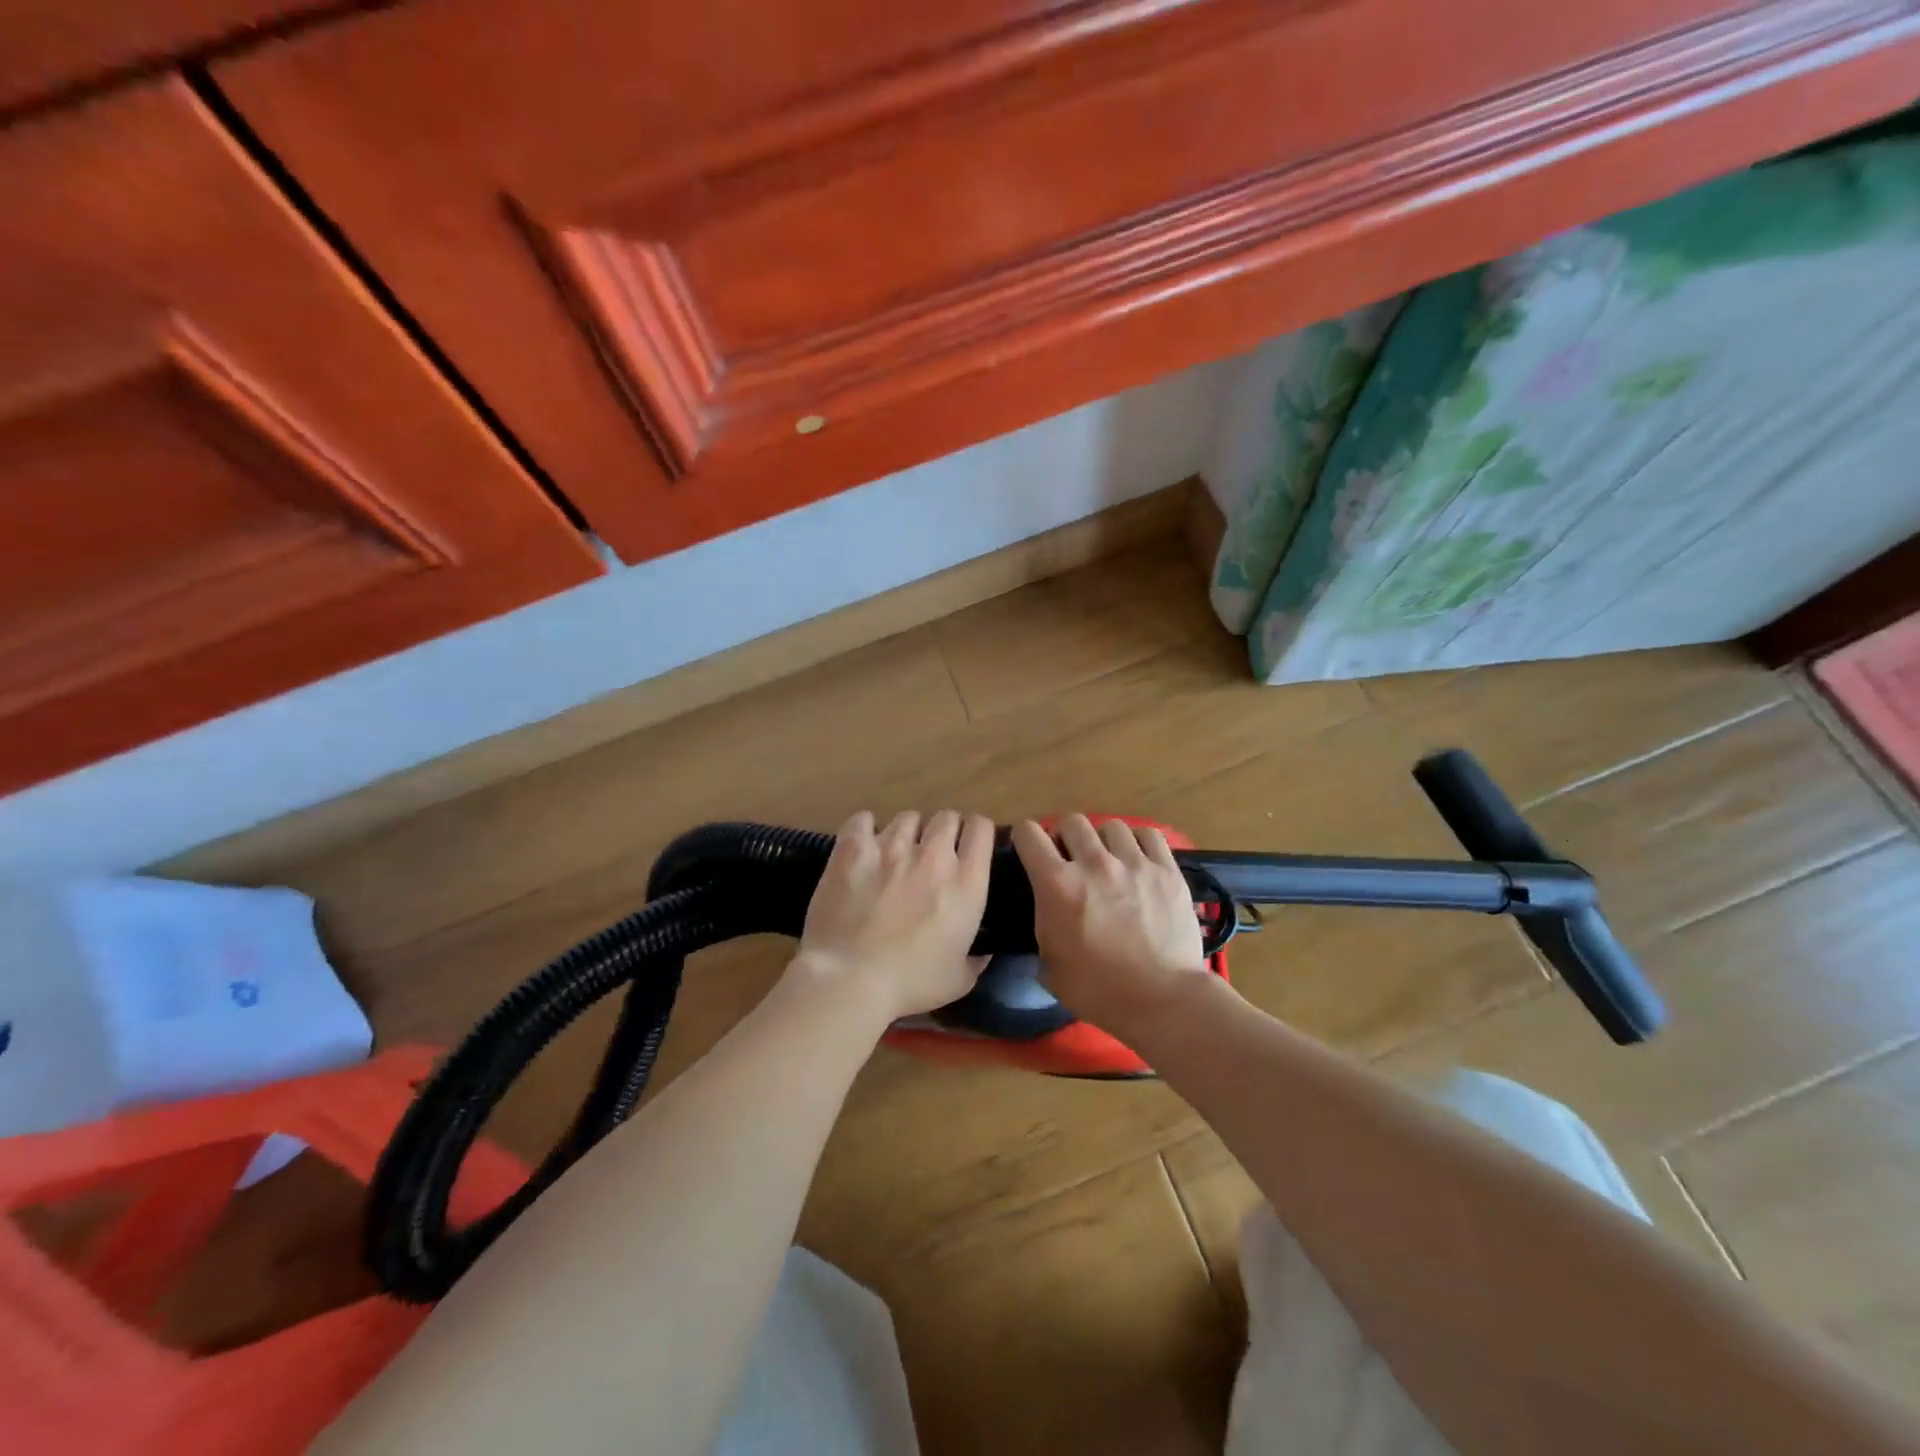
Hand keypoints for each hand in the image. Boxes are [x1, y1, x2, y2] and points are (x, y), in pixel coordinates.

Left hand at [792, 809, 994, 1024]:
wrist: (850, 978)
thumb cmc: (910, 983)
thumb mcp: (958, 981)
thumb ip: (976, 961)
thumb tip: (984, 952)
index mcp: (967, 883)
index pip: (982, 829)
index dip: (978, 832)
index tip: (970, 845)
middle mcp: (934, 855)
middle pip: (946, 817)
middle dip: (944, 831)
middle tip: (932, 854)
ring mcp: (892, 847)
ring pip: (908, 817)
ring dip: (907, 832)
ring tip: (896, 852)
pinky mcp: (854, 848)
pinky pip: (864, 820)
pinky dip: (865, 829)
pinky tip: (863, 846)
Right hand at [1011, 814, 1212, 1036]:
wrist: (1162, 1000)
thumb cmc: (1098, 991)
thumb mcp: (1050, 966)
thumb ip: (1043, 927)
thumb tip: (1047, 915)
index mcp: (1057, 885)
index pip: (1029, 833)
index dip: (1024, 838)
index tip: (1029, 850)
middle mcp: (1093, 863)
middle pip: (1071, 821)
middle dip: (1065, 836)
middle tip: (1071, 858)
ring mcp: (1134, 863)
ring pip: (1111, 826)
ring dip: (1103, 840)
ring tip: (1109, 860)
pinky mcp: (1167, 871)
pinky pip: (1149, 835)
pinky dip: (1139, 842)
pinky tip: (1139, 859)